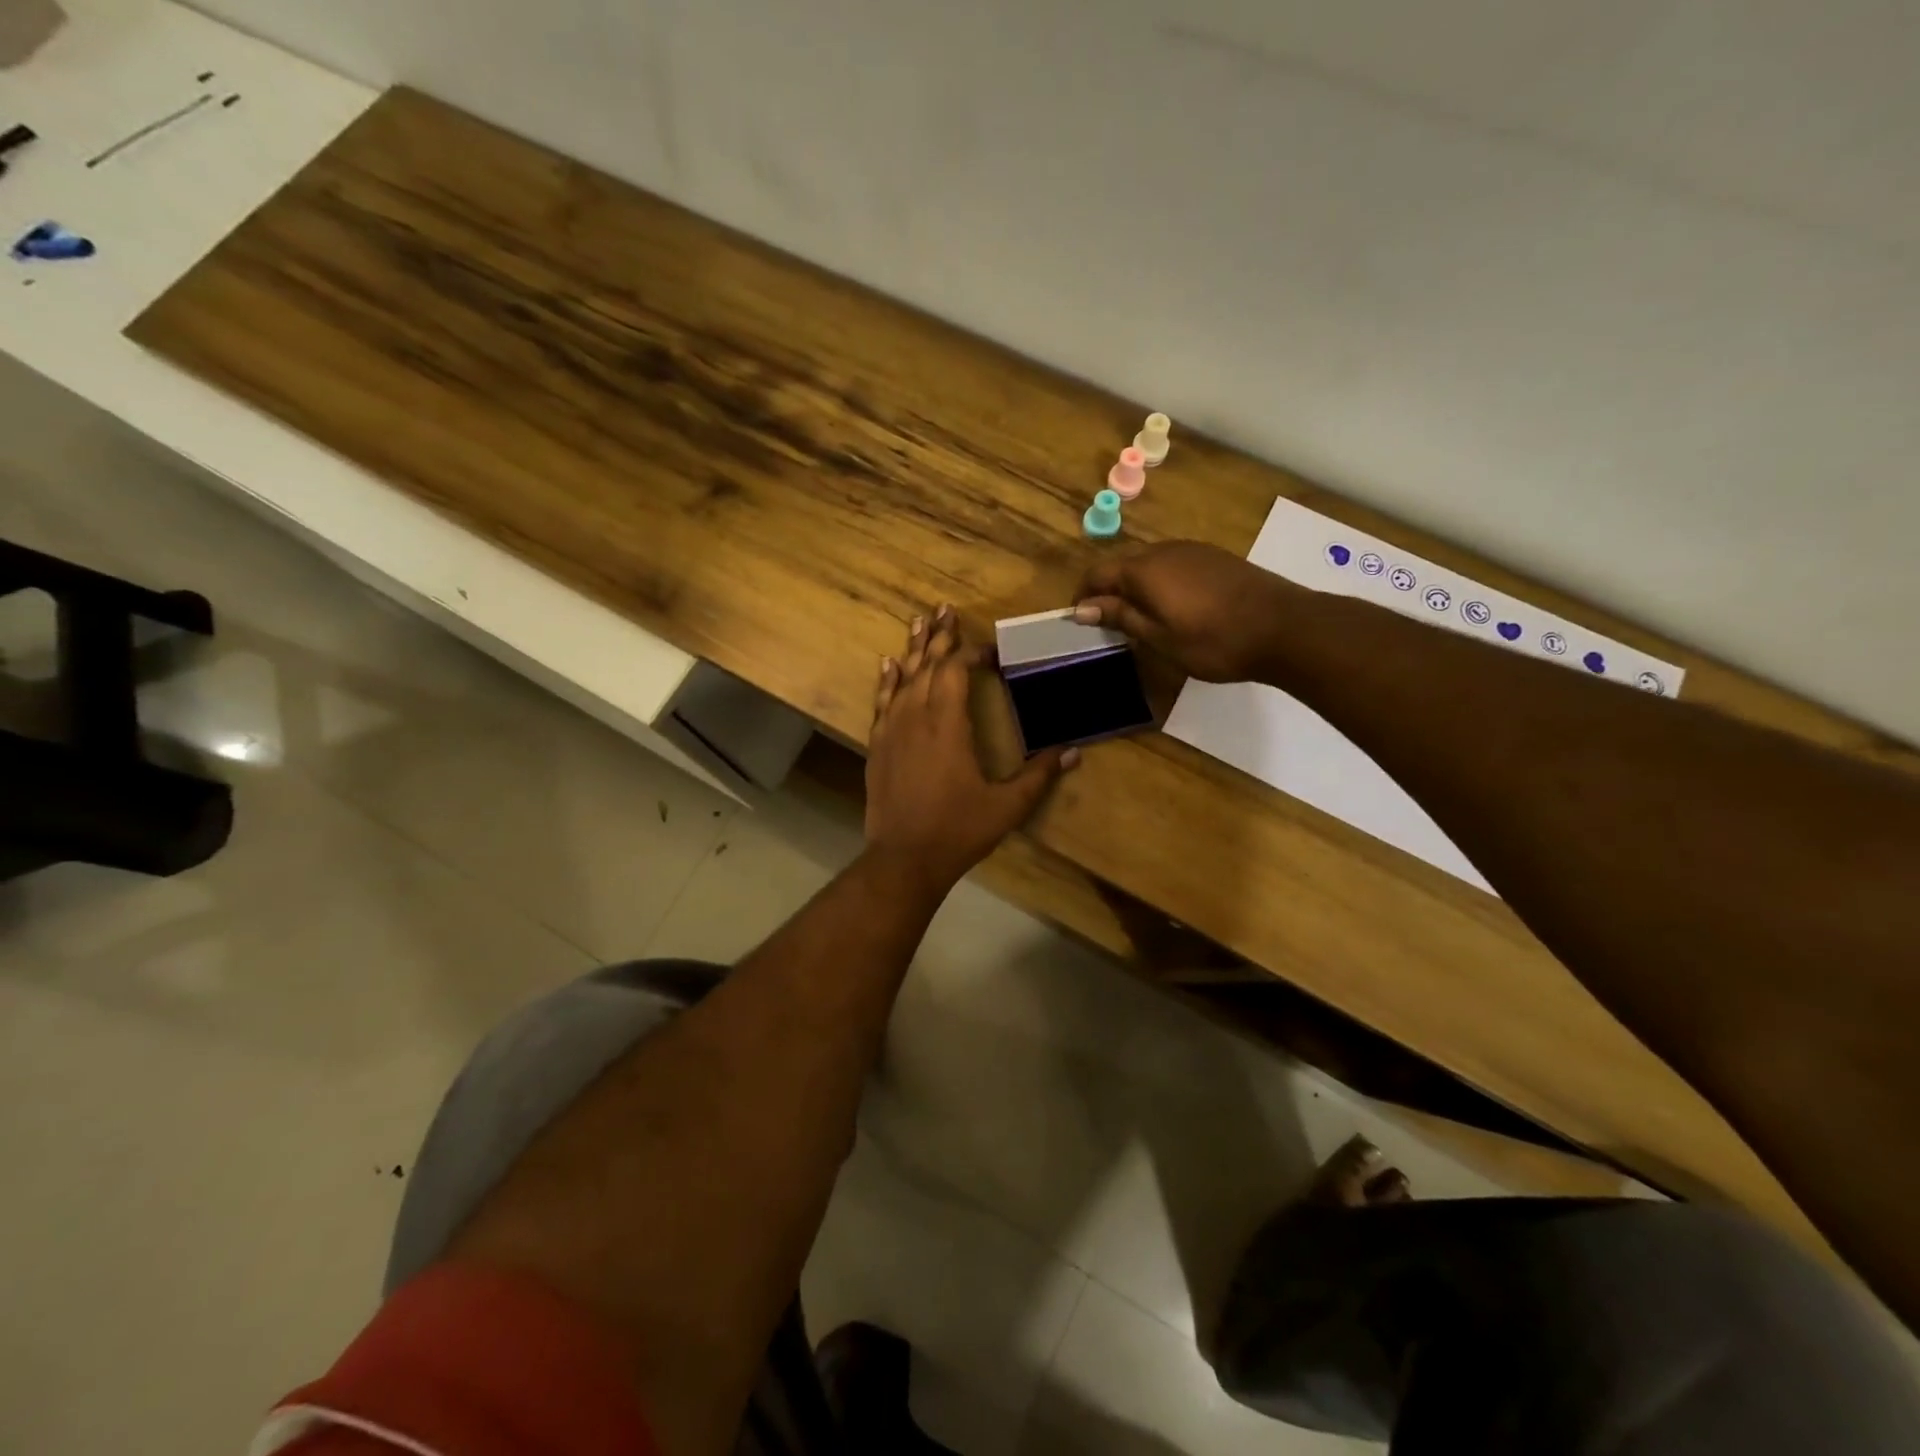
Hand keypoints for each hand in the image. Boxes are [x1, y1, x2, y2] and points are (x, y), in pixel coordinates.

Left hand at [865, 605, 1076, 894]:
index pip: (956, 671)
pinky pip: (881, 701)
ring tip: (919, 622)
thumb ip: (1039, 775)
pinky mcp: (877, 745)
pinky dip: (886, 680)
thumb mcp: (1007, 806)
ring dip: (913, 649)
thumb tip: (1075, 752)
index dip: (971, 653)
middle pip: (927, 665)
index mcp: (948, 724)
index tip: (989, 649)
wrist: (904, 859)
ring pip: (902, 678)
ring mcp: (891, 729)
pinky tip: (888, 664)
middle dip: (938, 636)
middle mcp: (916, 716)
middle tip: (945, 609)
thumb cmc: (958, 830)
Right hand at [1074, 541, 1299, 682]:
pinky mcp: (1215, 557)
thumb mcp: (1160, 637)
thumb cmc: (1214, 641)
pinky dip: (1161, 582)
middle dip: (1109, 590)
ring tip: (1140, 618)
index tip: (1080, 620)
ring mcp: (1193, 550)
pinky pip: (1174, 564)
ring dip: (1136, 586)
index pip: (1097, 573)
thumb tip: (1083, 607)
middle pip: (1123, 564)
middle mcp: (1164, 550)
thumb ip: (1121, 617)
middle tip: (1109, 624)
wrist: (1285, 627)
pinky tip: (1175, 608)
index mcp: (1144, 569)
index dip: (1084, 595)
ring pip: (1150, 563)